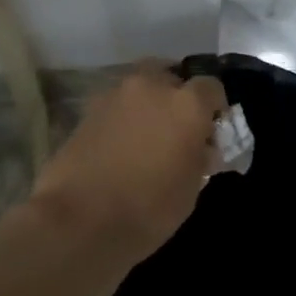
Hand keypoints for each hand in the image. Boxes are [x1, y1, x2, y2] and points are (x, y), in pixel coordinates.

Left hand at [30, 63, 227, 259]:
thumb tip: (201, 147)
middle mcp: (151, 88)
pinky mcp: (86, 112)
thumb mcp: (191, 188)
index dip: (216, 107)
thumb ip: (200, 157)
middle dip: (177, 94)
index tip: (213, 130)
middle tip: (179, 126)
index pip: (211, 87)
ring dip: (148, 104)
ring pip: (139, 87)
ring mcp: (114, 96)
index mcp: (186, 104)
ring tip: (148, 137)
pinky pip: (116, 106)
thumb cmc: (149, 208)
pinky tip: (122, 146)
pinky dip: (124, 118)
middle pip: (170, 74)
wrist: (79, 221)